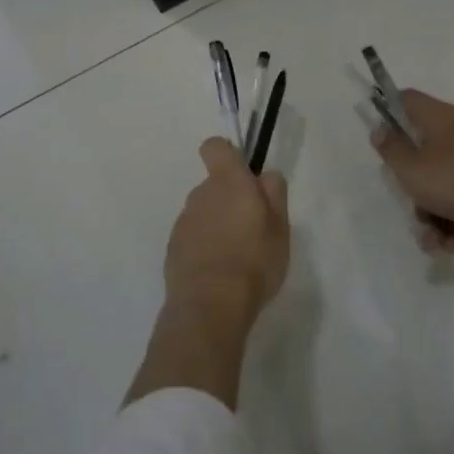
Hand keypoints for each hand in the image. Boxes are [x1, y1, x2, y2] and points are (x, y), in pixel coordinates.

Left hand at [163, 137, 290, 327]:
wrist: (210, 306)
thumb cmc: (254, 261)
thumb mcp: (281, 227)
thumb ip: (274, 193)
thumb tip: (264, 175)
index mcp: (228, 183)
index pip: (216, 147)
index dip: (228, 155)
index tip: (243, 176)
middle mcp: (201, 195)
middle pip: (215, 185)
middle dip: (231, 200)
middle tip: (252, 231)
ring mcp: (183, 222)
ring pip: (204, 213)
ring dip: (217, 225)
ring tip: (236, 258)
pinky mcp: (172, 248)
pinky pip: (193, 237)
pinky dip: (204, 247)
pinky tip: (218, 273)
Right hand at [370, 89, 453, 242]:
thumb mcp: (410, 169)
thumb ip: (391, 149)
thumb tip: (380, 129)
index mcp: (444, 116)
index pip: (410, 99)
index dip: (390, 111)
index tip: (383, 136)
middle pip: (428, 148)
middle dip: (416, 183)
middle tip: (412, 204)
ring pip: (447, 177)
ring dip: (436, 210)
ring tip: (436, 238)